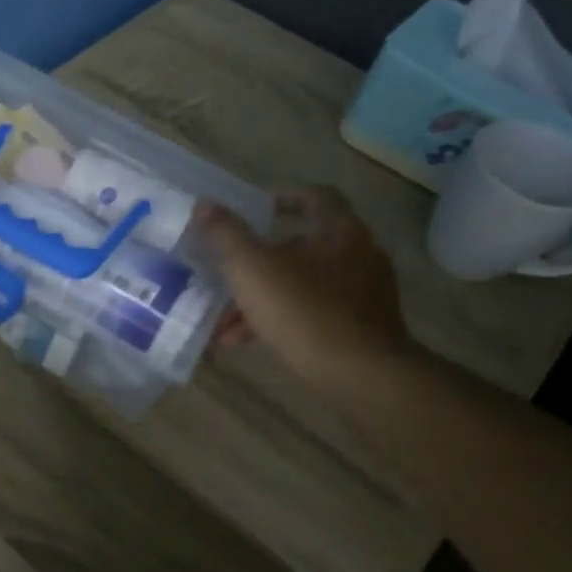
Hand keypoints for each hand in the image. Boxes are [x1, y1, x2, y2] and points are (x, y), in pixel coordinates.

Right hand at [198, 187, 417, 393]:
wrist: (361, 374)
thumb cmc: (304, 311)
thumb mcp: (251, 268)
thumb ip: (226, 234)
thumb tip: (204, 206)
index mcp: (339, 230)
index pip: (315, 197)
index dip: (284, 198)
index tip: (258, 210)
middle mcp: (360, 253)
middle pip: (304, 246)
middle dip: (260, 263)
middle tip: (229, 276)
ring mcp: (366, 292)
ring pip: (305, 284)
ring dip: (264, 298)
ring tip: (227, 325)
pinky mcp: (365, 327)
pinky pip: (316, 313)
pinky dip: (284, 319)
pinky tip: (252, 342)